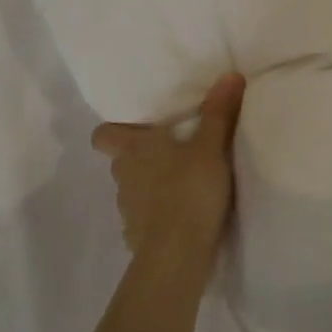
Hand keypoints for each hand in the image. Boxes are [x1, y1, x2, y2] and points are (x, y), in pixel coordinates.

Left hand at [90, 74, 244, 262]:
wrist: (177, 256)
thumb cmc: (189, 191)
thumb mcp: (211, 147)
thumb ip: (219, 112)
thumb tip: (229, 74)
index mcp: (133, 150)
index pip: (103, 135)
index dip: (115, 131)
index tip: (138, 128)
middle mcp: (123, 178)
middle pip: (122, 161)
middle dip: (142, 157)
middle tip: (174, 151)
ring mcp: (128, 211)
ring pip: (134, 190)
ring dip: (152, 186)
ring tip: (183, 185)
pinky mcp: (138, 238)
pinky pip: (145, 220)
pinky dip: (159, 216)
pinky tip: (183, 217)